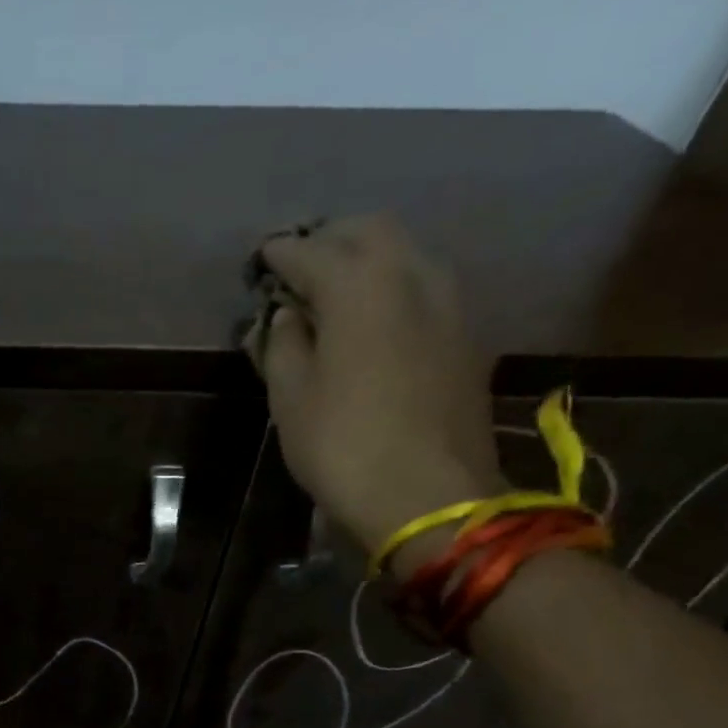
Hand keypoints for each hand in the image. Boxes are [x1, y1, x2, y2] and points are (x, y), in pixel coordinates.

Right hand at [245, 214, 505, 557]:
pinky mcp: (467, 333)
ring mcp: (450, 301)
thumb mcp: (290, 397)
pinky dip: (393, 286)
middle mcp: (412, 275)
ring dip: (366, 259)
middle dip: (330, 240)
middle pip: (369, 231)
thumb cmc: (343, 445)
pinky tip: (374, 317)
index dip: (279, 254)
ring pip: (405, 253)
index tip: (261, 259)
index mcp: (360, 285)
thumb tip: (286, 315)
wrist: (429, 496)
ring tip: (335, 289)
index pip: (310, 250)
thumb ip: (282, 343)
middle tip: (299, 267)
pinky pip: (424, 286)